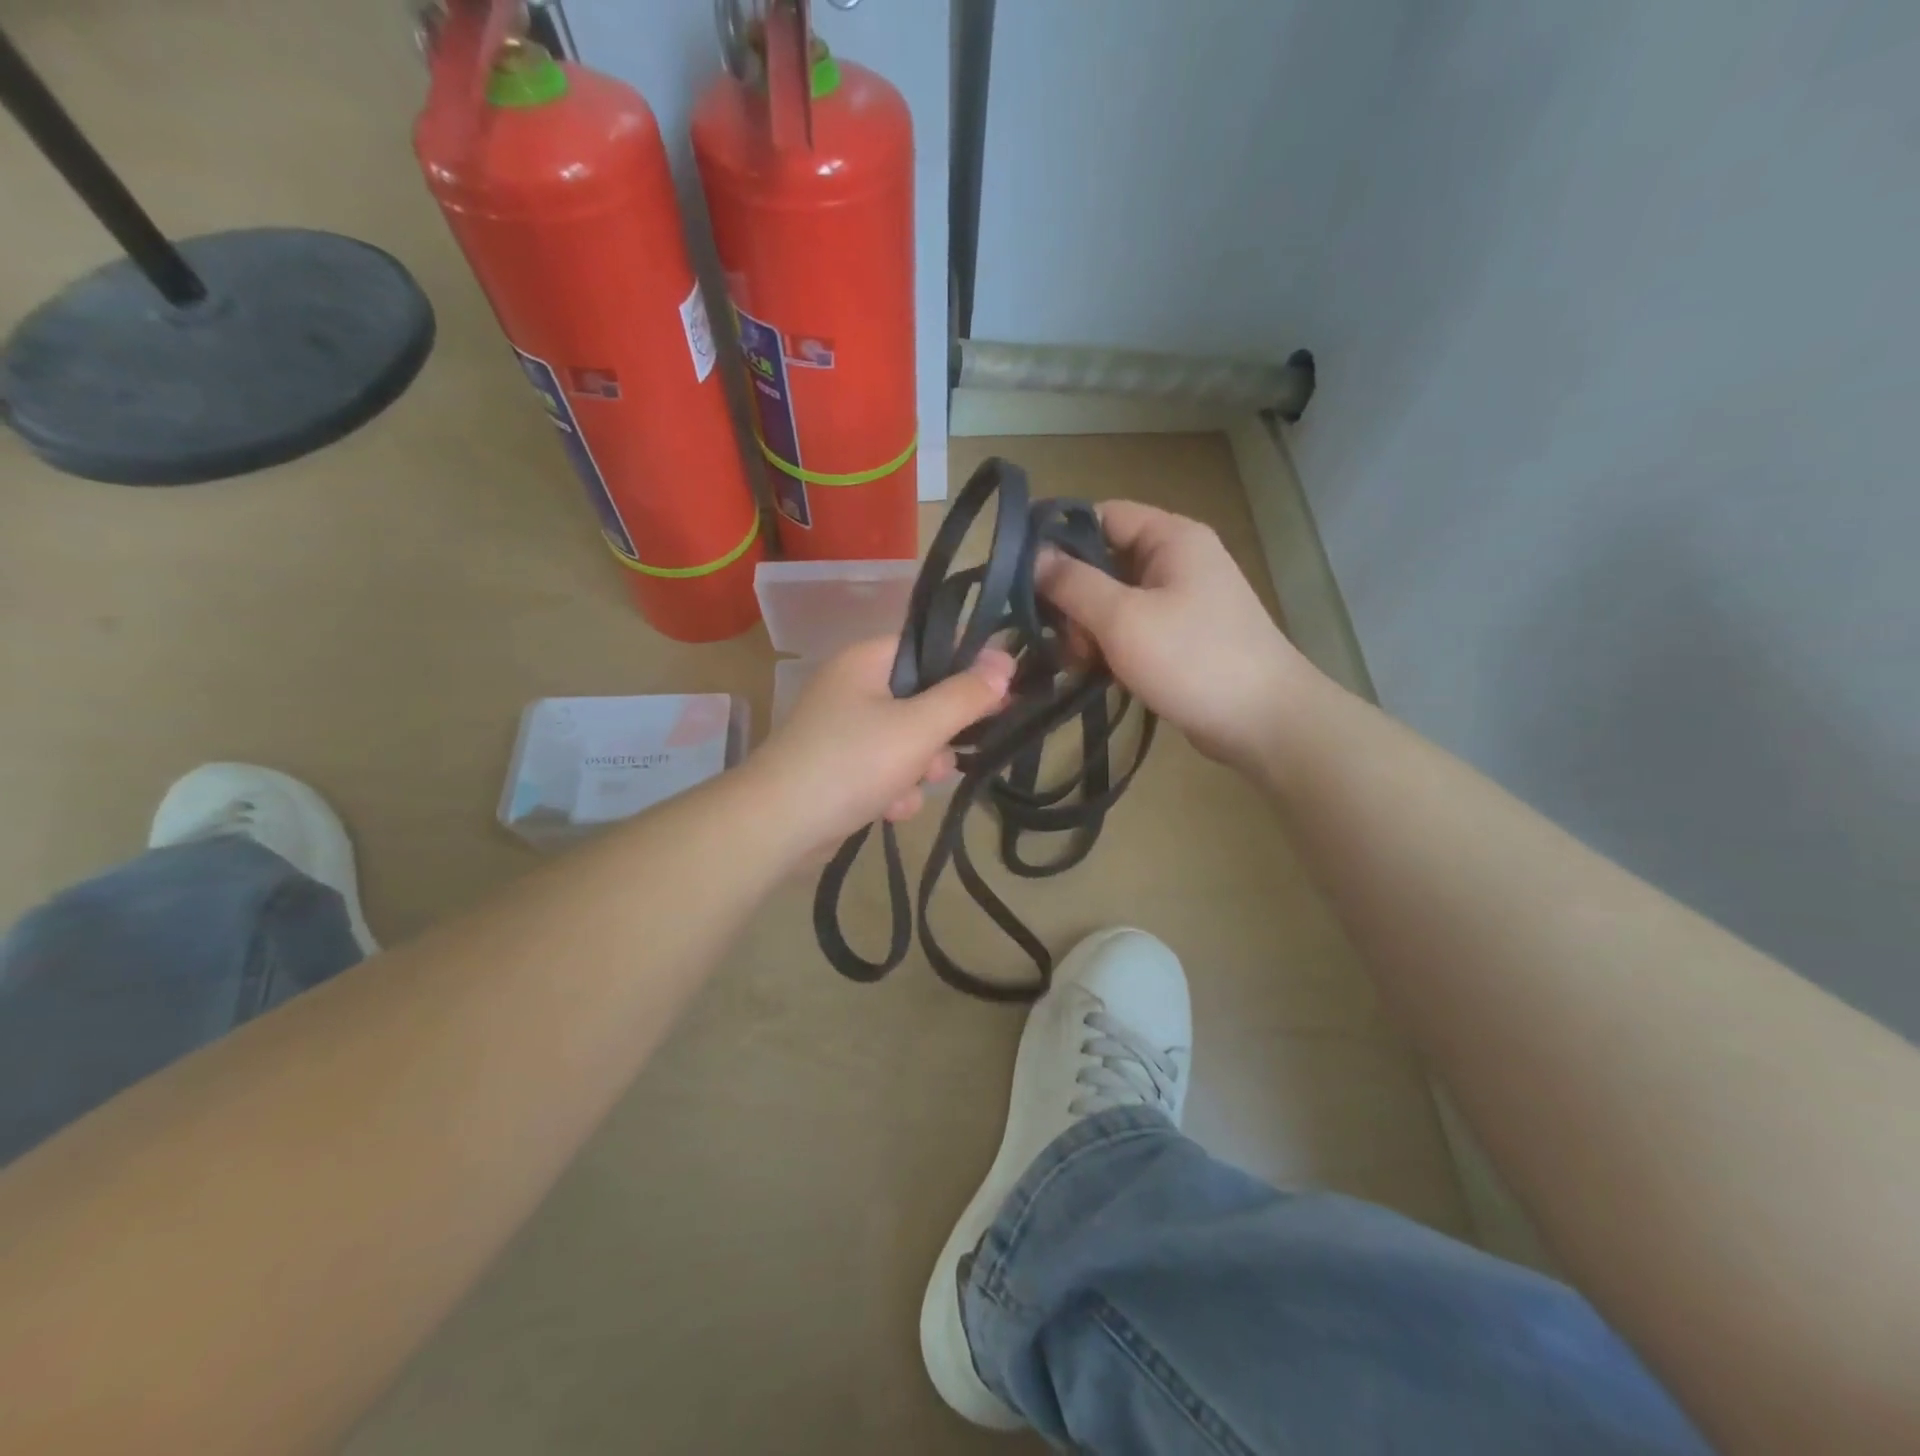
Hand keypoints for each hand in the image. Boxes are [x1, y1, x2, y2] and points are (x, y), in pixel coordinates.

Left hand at [746, 636, 1014, 858]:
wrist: (779, 826)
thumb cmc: (852, 763)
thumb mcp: (919, 727)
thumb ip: (965, 696)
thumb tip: (1005, 660)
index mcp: (866, 661)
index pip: (928, 646)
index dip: (967, 666)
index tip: (1000, 692)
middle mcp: (853, 688)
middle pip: (922, 698)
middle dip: (939, 734)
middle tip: (950, 752)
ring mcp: (843, 730)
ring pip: (907, 740)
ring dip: (918, 769)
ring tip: (910, 789)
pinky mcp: (839, 768)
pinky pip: (884, 769)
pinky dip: (893, 789)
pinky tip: (889, 810)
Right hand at [1038, 501, 1310, 769]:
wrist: (1264, 722)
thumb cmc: (1193, 660)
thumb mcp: (1123, 618)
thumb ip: (1073, 584)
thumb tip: (1032, 557)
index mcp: (1171, 537)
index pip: (1101, 516)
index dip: (1060, 539)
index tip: (1025, 577)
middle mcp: (1177, 559)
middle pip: (1103, 560)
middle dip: (1073, 596)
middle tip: (1059, 637)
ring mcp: (1181, 599)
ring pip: (1113, 599)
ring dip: (1087, 628)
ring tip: (1078, 662)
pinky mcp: (1180, 636)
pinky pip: (1130, 628)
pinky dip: (1108, 646)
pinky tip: (1095, 672)